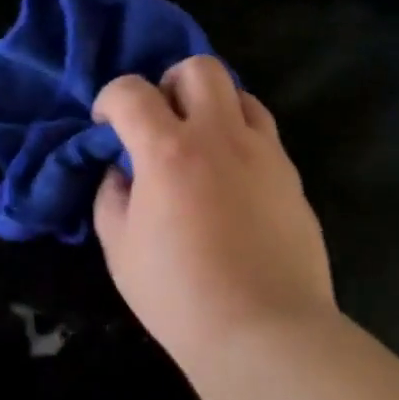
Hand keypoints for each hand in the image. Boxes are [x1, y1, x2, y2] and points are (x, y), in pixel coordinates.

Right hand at [93, 56, 335, 375]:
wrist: (263, 331)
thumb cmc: (179, 296)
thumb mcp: (120, 251)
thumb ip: (111, 199)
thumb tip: (120, 173)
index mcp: (168, 151)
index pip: (132, 91)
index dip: (111, 99)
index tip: (107, 125)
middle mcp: (220, 136)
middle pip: (199, 68)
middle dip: (169, 83)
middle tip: (159, 122)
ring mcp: (264, 153)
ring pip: (240, 94)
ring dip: (211, 106)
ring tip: (199, 145)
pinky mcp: (292, 176)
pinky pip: (264, 133)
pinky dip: (239, 137)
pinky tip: (230, 178)